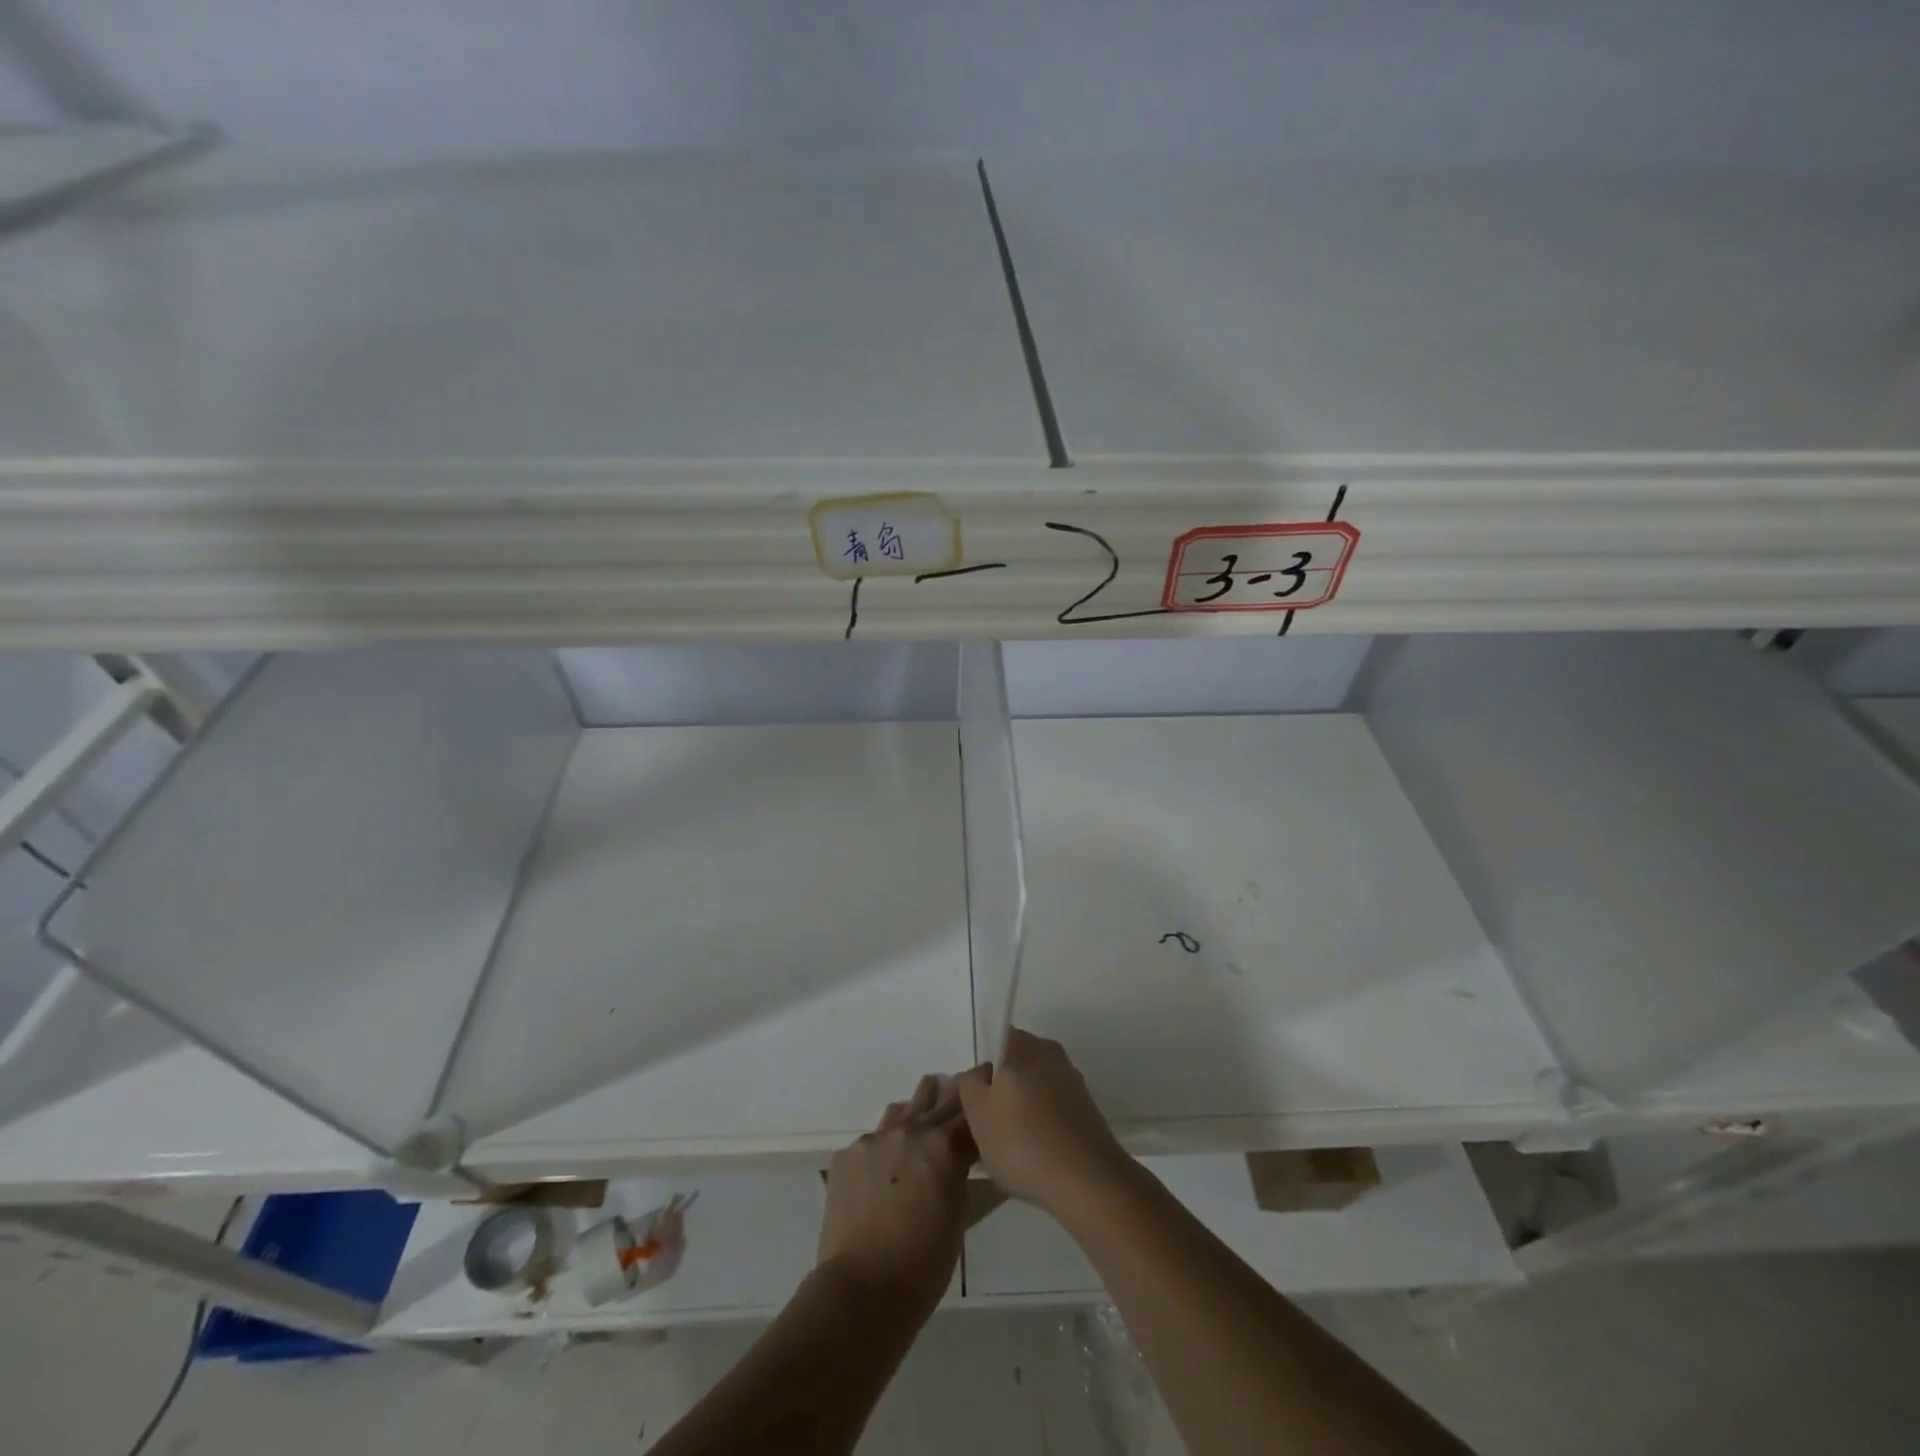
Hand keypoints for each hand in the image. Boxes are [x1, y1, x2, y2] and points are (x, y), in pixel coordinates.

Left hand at [817, 1074, 974, 1321]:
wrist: (862, 1289)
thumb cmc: (923, 1264)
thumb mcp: (957, 1215)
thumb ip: (958, 1174)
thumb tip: (957, 1157)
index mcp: (943, 1146)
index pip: (968, 1116)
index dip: (980, 1107)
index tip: (989, 1092)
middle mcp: (909, 1131)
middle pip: (937, 1105)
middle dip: (953, 1094)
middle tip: (964, 1079)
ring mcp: (875, 1140)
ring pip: (903, 1111)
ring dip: (919, 1104)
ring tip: (929, 1089)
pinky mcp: (847, 1155)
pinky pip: (873, 1137)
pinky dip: (887, 1139)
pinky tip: (889, 1148)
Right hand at [955, 1029, 1133, 1218]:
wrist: (1088, 1182)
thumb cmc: (1023, 1141)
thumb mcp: (978, 1113)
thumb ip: (970, 1084)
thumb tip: (979, 1074)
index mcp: (1025, 1045)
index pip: (997, 1039)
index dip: (983, 1067)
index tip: (975, 1099)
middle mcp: (1051, 1054)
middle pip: (1017, 1064)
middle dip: (1002, 1089)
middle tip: (987, 1124)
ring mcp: (1072, 1082)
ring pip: (1035, 1088)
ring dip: (1022, 1109)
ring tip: (1010, 1146)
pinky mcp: (1087, 1110)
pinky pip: (1053, 1109)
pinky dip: (1042, 1125)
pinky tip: (1036, 1155)